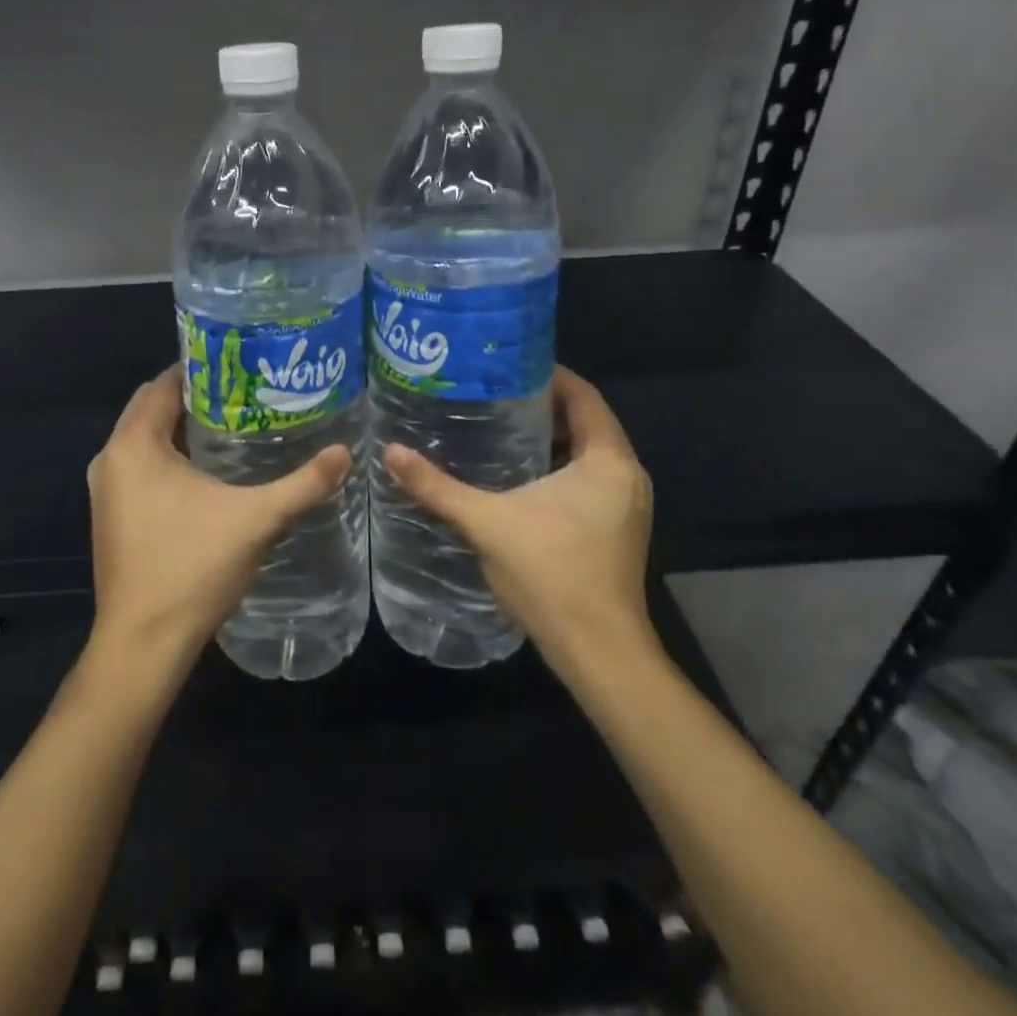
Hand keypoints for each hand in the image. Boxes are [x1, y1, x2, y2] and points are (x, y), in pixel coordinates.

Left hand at [84, 366, 351, 676]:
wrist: (143, 644)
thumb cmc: (192, 568)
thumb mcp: (256, 520)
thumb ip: (303, 484)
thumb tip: (345, 453)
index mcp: (134, 444)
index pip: (165, 384)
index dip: (201, 369)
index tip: (241, 365)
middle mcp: (111, 458)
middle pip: (152, 408)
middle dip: (195, 396)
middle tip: (245, 393)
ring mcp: (106, 490)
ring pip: (145, 439)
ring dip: (181, 428)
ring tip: (234, 424)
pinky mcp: (111, 516)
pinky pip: (140, 467)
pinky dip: (168, 457)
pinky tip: (208, 471)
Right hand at [382, 366, 655, 675]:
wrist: (598, 652)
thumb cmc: (550, 573)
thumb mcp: (486, 522)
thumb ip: (437, 486)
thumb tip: (391, 451)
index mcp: (607, 460)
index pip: (584, 396)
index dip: (549, 374)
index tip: (507, 363)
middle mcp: (626, 475)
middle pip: (585, 422)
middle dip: (540, 405)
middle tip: (491, 392)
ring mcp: (625, 505)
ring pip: (586, 453)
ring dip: (548, 438)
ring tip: (496, 425)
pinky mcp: (616, 529)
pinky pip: (586, 478)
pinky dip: (556, 466)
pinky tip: (514, 474)